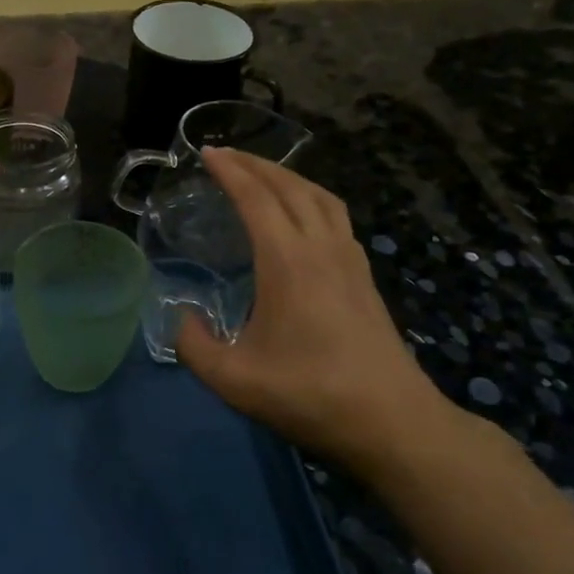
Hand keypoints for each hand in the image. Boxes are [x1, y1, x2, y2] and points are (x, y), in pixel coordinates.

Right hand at [176, 149, 466, 481]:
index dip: (229, 170)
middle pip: (291, 186)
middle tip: (226, 155)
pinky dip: (312, 199)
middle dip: (256, 163)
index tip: (206, 152)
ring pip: (321, 196)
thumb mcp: (233, 380)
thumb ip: (193, 345)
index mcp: (288, 260)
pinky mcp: (364, 277)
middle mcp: (322, 247)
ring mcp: (350, 259)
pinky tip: (302, 218)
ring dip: (289, 177)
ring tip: (263, 176)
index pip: (256, 197)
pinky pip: (336, 217)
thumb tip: (181, 317)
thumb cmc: (310, 395)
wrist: (392, 421)